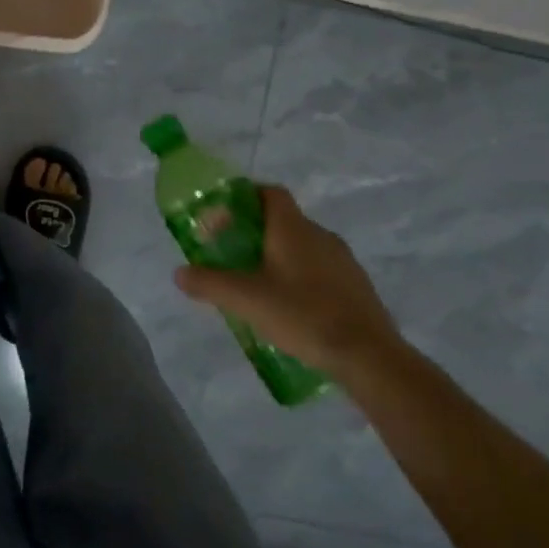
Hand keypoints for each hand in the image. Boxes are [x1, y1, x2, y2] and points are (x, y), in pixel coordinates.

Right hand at [174, 185, 401, 375]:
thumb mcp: (245, 300)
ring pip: (302, 247)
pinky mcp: (356, 286)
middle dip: (255, 233)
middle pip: (282, 220)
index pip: (269, 192)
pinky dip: (300, 277)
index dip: (245, 197)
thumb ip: (209, 283)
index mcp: (292, 228)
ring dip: (278, 257)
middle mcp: (320, 234)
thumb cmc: (302, 314)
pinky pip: (320, 270)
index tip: (223, 217)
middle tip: (232, 256)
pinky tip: (290, 307)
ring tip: (257, 286)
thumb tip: (179, 273)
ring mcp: (343, 260)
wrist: (368, 355)